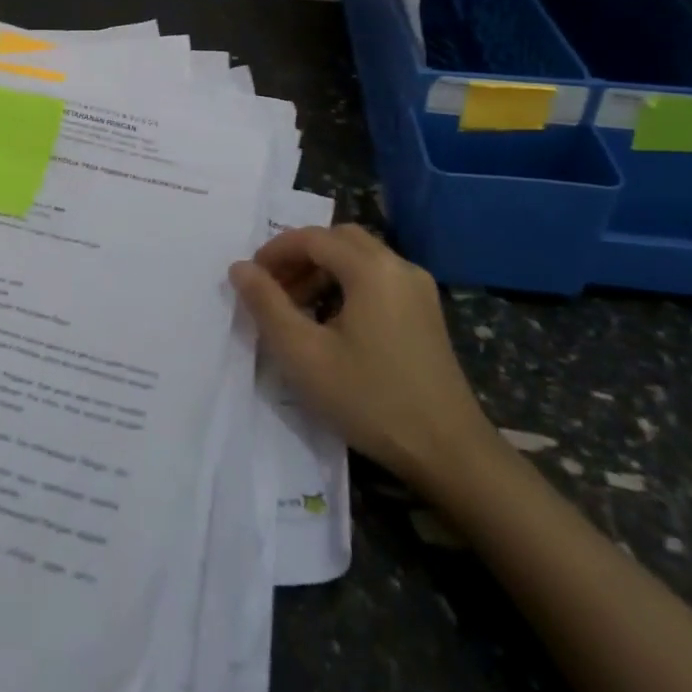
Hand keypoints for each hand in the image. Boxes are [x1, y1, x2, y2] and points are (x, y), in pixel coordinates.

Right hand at [229, 224, 496, 493]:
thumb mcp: (305, 355)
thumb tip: (240, 268)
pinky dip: (347, 285)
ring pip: (359, 258)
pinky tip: (332, 322)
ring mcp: (418, 288)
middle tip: (273, 288)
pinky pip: (378, 278)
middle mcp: (398, 265)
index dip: (275, 252)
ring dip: (323, 271)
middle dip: (300, 257)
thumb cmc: (371, 400)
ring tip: (296, 307)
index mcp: (371, 268)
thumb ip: (267, 305)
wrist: (451, 454)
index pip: (312, 238)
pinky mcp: (426, 312)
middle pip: (338, 240)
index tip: (251, 278)